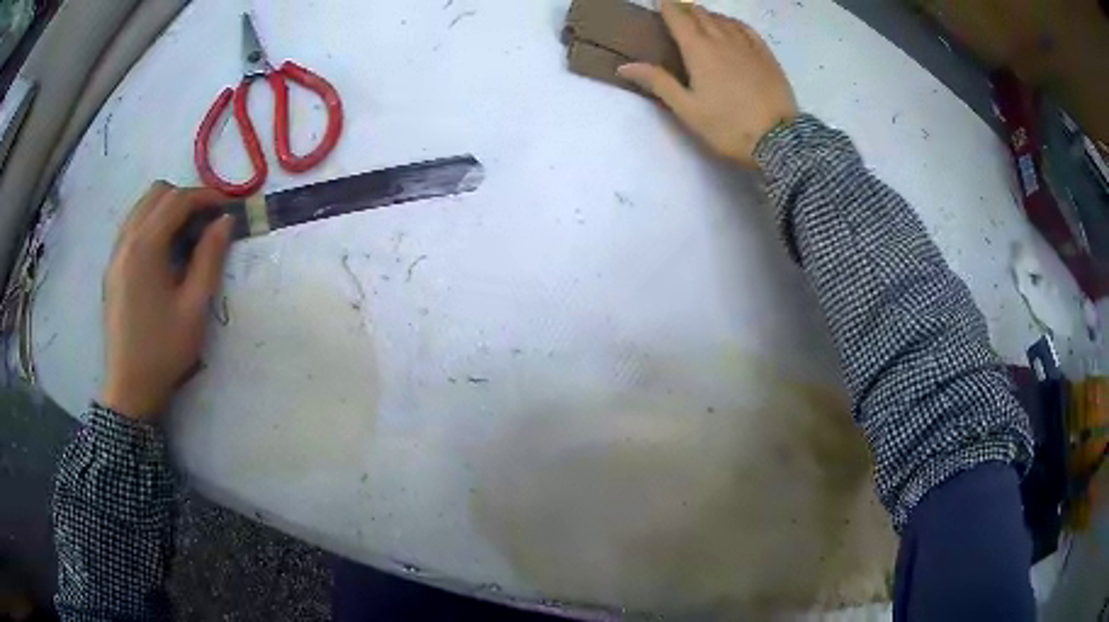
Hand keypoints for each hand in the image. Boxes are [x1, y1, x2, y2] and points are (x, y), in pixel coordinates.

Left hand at [100, 182, 232, 420]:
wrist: (129, 389)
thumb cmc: (163, 350)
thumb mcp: (194, 307)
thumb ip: (210, 258)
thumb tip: (225, 221)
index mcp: (145, 247)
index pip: (177, 200)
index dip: (206, 196)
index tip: (227, 207)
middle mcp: (126, 240)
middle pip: (157, 193)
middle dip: (185, 198)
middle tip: (206, 221)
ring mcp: (115, 253)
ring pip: (142, 207)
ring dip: (167, 208)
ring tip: (186, 234)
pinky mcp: (112, 268)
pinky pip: (132, 226)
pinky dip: (151, 223)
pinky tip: (164, 251)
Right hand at [618, 0, 798, 167]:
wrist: (778, 140)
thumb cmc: (728, 127)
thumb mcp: (687, 109)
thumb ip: (658, 83)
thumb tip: (624, 66)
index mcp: (698, 50)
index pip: (678, 18)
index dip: (667, 6)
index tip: (659, 1)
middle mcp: (722, 40)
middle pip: (700, 14)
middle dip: (685, 9)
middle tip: (677, 12)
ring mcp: (748, 46)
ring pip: (723, 19)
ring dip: (708, 15)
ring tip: (700, 18)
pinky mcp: (767, 56)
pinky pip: (747, 29)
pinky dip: (733, 23)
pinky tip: (731, 26)